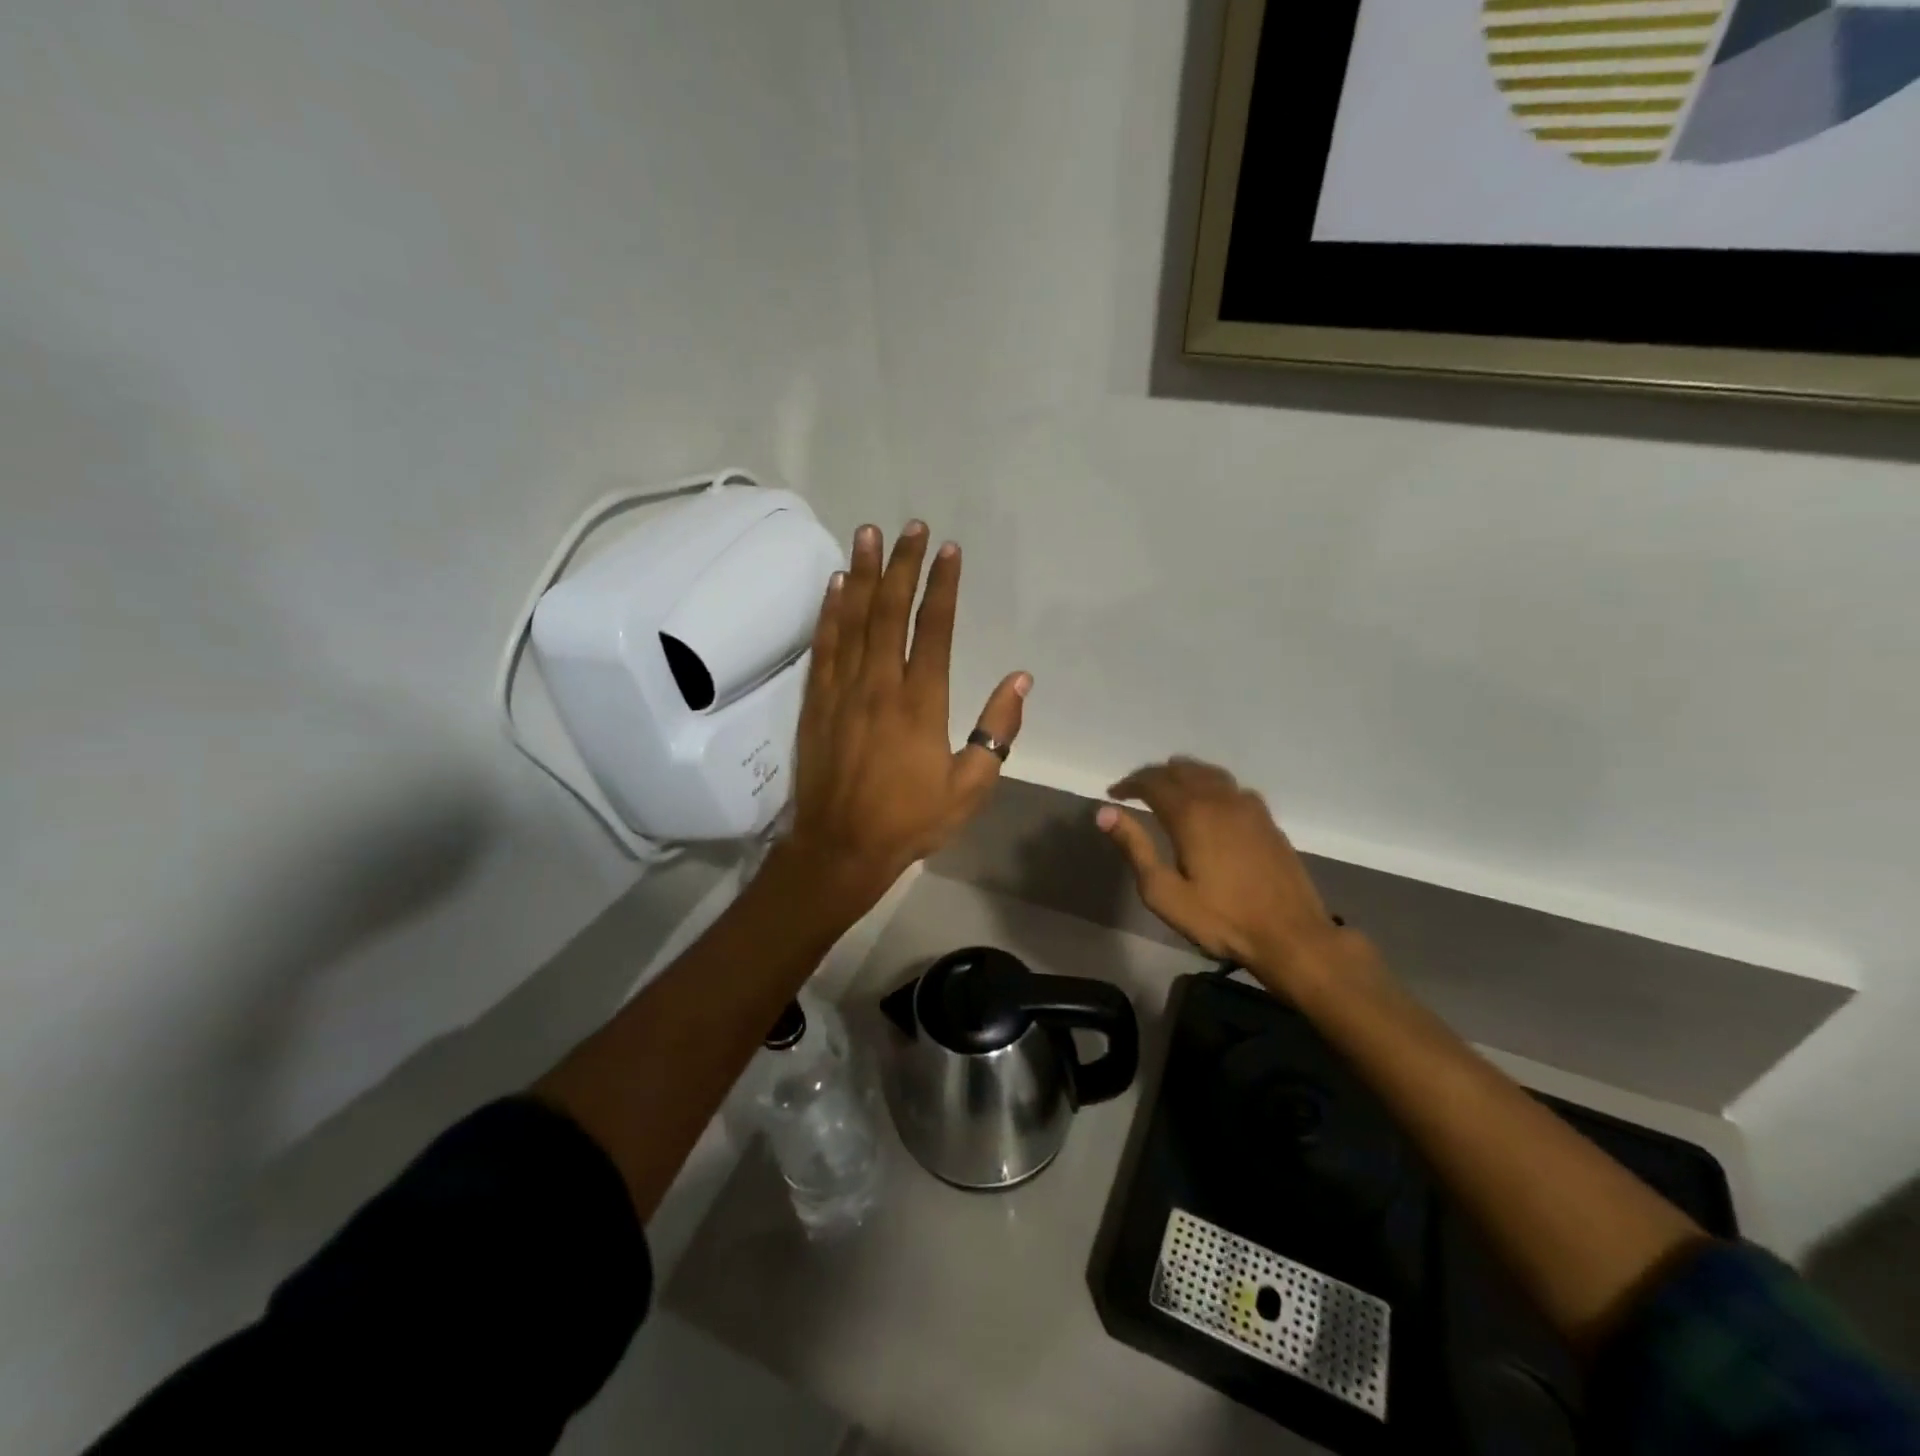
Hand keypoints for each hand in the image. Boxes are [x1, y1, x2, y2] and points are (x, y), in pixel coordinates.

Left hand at [780, 521, 1029, 917]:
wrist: (840, 847)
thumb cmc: (910, 820)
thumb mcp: (970, 788)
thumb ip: (997, 732)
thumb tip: (1020, 680)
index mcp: (920, 703)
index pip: (933, 630)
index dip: (942, 586)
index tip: (949, 550)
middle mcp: (879, 685)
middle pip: (890, 612)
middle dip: (903, 565)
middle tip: (910, 527)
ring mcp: (842, 690)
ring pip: (853, 620)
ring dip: (863, 573)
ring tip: (868, 534)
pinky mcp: (816, 702)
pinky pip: (824, 646)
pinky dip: (830, 611)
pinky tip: (836, 585)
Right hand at [1098, 758, 1370, 996]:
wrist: (1290, 935)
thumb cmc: (1220, 919)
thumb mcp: (1164, 892)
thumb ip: (1134, 847)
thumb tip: (1104, 812)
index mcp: (1190, 814)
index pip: (1153, 782)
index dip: (1130, 783)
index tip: (1113, 793)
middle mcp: (1219, 799)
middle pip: (1181, 770)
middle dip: (1154, 775)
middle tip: (1136, 789)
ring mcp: (1248, 807)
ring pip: (1209, 773)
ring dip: (1184, 774)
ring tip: (1169, 786)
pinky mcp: (1267, 820)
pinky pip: (1232, 787)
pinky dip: (1211, 785)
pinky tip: (1211, 802)